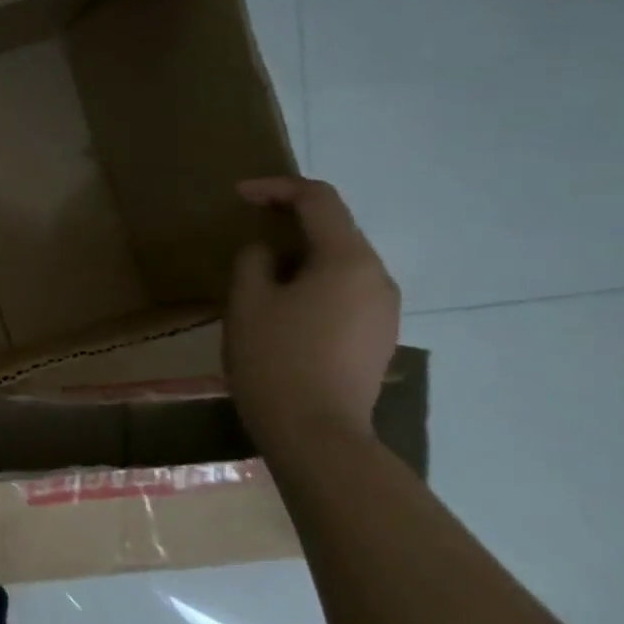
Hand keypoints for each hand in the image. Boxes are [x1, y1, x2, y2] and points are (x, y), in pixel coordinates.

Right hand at [225, 177, 399, 449]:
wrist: (317, 434)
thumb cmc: (276, 360)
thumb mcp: (248, 301)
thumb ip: (255, 261)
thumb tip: (268, 252)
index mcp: (349, 260)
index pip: (319, 200)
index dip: (277, 188)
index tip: (239, 196)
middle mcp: (378, 278)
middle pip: (335, 230)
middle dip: (290, 224)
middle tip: (248, 233)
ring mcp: (384, 311)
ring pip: (340, 264)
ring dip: (301, 258)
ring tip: (260, 277)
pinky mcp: (378, 338)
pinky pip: (345, 293)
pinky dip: (314, 285)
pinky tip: (284, 311)